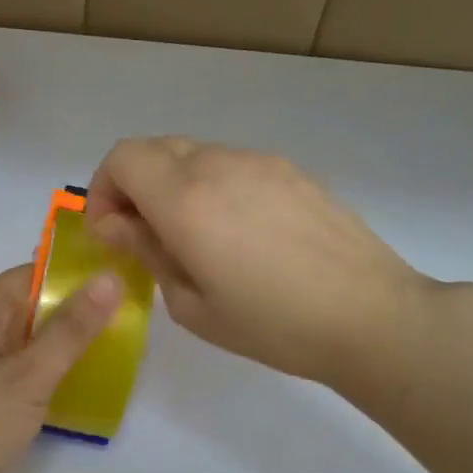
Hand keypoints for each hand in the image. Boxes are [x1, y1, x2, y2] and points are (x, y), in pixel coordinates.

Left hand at [0, 265, 120, 472]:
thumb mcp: (28, 377)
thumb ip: (70, 330)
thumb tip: (109, 278)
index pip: (30, 275)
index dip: (74, 275)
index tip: (121, 281)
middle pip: (31, 308)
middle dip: (76, 313)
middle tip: (132, 318)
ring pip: (29, 343)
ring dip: (66, 346)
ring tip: (120, 348)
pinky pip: (21, 372)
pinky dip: (49, 374)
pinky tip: (84, 385)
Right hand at [85, 137, 428, 386]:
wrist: (370, 316)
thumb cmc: (272, 325)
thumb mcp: (191, 305)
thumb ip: (148, 253)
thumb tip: (121, 226)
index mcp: (186, 198)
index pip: (122, 158)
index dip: (103, 190)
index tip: (111, 233)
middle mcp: (219, 164)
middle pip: (154, 148)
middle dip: (133, 186)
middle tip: (143, 236)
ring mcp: (260, 162)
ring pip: (194, 154)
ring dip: (174, 185)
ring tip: (193, 238)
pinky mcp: (292, 171)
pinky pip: (233, 165)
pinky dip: (212, 186)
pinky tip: (238, 235)